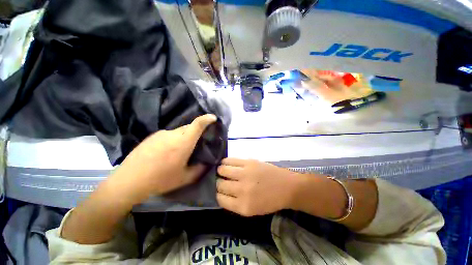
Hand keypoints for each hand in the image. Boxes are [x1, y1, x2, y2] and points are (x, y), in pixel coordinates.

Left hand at [111, 114, 216, 200]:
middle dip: (196, 132)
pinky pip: (169, 134)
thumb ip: (199, 170)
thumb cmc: (160, 180)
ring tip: (180, 151)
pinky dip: (173, 139)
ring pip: (179, 131)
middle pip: (189, 127)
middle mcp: (173, 134)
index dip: (206, 119)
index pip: (197, 125)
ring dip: (184, 137)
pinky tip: (167, 152)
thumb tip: (207, 164)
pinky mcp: (152, 136)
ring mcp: (161, 134)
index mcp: (183, 143)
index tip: (213, 118)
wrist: (129, 181)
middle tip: (196, 143)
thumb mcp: (184, 178)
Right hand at [216, 158, 299, 216]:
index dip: (218, 194)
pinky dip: (225, 162)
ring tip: (223, 170)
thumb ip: (235, 203)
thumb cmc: (270, 200)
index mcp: (243, 206)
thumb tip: (221, 193)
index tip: (220, 191)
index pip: (220, 199)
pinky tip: (226, 163)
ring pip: (222, 170)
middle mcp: (242, 190)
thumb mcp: (252, 210)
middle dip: (219, 183)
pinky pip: (230, 160)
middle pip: (220, 184)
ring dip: (221, 171)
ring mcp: (245, 174)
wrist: (286, 187)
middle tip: (222, 180)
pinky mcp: (248, 162)